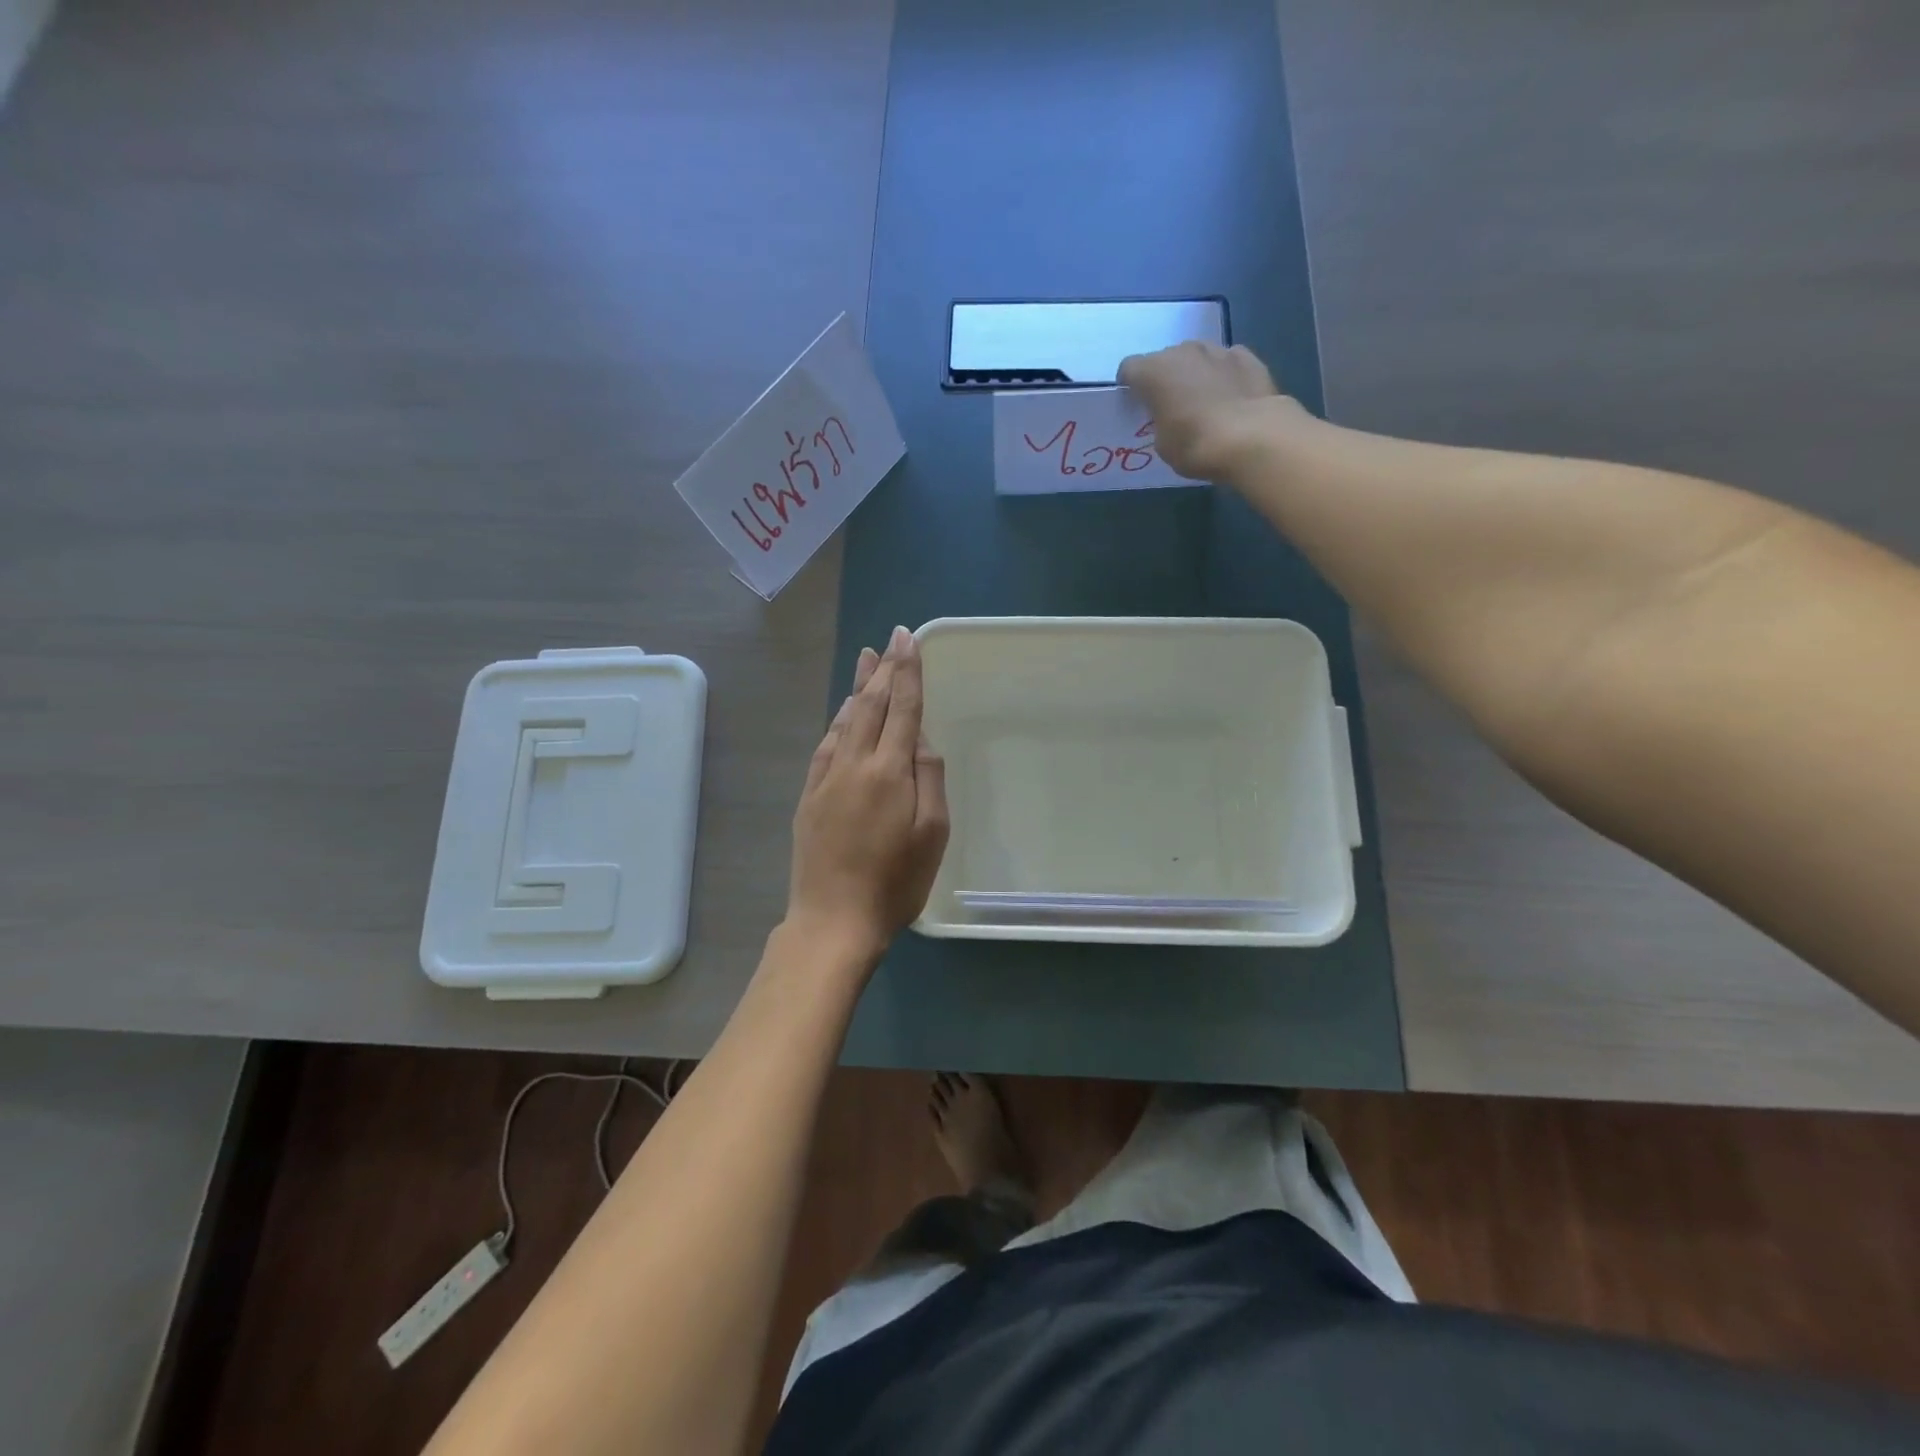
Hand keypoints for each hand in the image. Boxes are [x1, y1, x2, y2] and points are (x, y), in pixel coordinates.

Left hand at [787, 626, 949, 961]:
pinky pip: (825, 744)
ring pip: (844, 720)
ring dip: (858, 687)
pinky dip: (837, 721)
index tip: (908, 639)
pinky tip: (842, 714)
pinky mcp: (809, 796)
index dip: (907, 672)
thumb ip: (929, 778)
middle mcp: (854, 764)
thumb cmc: (894, 882)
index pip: (902, 708)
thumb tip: (920, 740)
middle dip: (884, 669)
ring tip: (866, 659)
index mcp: (889, 771)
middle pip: (870, 705)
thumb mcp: (932, 834)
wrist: (833, 920)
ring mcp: (826, 778)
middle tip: (891, 639)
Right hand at [1118, 341, 1303, 481]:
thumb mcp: (1162, 443)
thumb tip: (1170, 415)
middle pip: (1165, 358)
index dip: (1130, 385)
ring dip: (1194, 372)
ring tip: (1202, 398)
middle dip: (1165, 377)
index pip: (1129, 368)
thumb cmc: (1194, 444)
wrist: (1251, 438)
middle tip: (1170, 404)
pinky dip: (1223, 373)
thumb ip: (1159, 421)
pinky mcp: (1248, 357)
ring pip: (1197, 356)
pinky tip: (1229, 395)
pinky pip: (1226, 361)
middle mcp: (1183, 351)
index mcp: (1154, 371)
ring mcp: (1218, 350)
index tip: (1135, 403)